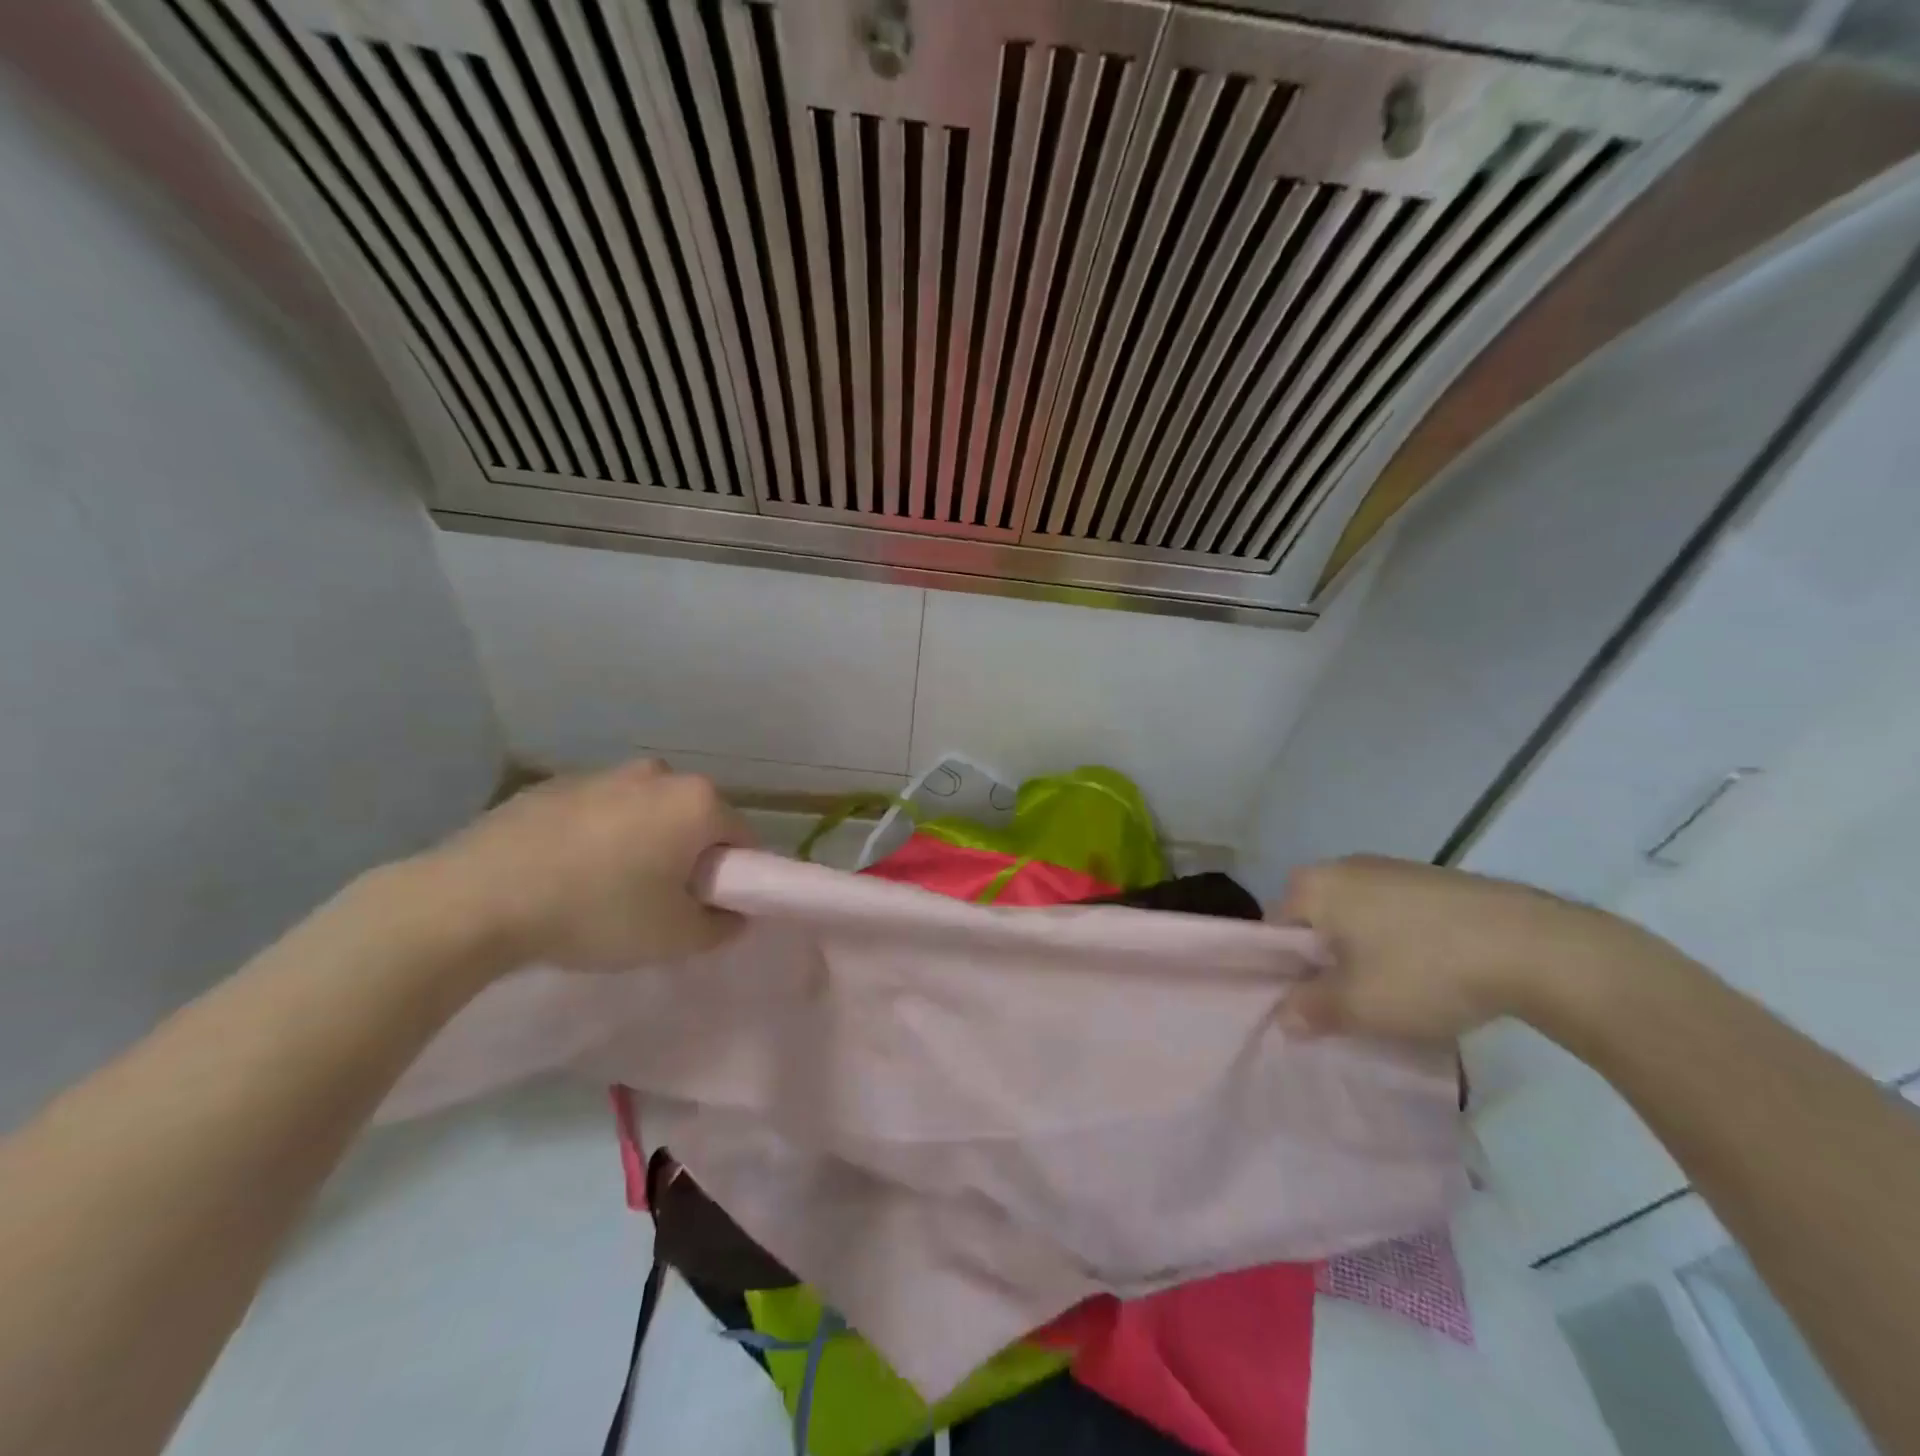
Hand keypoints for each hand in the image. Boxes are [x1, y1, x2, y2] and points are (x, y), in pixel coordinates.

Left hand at [411, 760, 752, 972]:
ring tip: (604, 889)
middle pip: (694, 820)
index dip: (734, 877)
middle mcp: (659, 775)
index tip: (707, 908)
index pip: (743, 838)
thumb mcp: (674, 938)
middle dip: (688, 856)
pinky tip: (564, 874)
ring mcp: (603, 773)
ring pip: (646, 813)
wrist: (476, 899)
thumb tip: (732, 914)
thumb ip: (721, 926)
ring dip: (643, 843)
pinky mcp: (555, 784)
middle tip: (659, 902)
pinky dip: (597, 837)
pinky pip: (599, 812)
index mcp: (697, 802)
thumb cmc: (597, 912)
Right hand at [1272, 855, 1660, 1042]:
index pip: (1275, 929)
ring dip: (1365, 954)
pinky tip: (1432, 975)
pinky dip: (1402, 943)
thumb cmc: (1424, 970)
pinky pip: (1397, 914)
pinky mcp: (1436, 880)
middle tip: (1349, 1004)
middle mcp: (1344, 866)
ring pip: (1358, 918)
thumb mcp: (1359, 1005)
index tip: (1308, 1005)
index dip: (1285, 972)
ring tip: (1394, 995)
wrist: (1536, 947)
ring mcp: (1393, 868)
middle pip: (1316, 921)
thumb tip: (1284, 1017)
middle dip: (1326, 962)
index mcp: (1314, 884)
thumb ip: (1310, 1011)